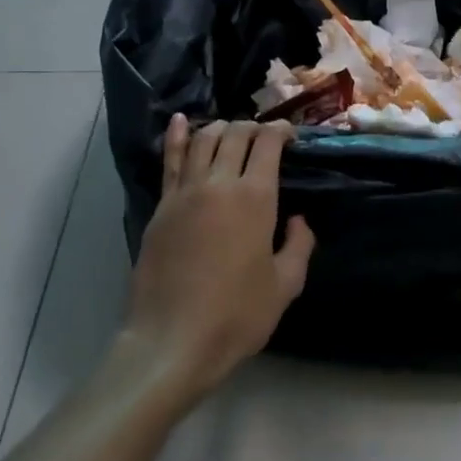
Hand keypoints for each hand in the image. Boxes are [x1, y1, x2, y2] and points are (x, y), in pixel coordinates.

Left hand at [122, 115, 314, 403]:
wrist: (172, 340)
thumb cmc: (236, 316)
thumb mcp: (285, 285)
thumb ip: (299, 246)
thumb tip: (299, 220)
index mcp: (255, 197)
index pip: (268, 143)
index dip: (281, 131)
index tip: (290, 135)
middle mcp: (219, 183)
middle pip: (235, 134)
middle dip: (253, 127)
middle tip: (264, 138)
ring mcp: (185, 192)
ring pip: (203, 140)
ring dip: (221, 128)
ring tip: (231, 132)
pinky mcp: (161, 207)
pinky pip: (171, 160)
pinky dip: (177, 136)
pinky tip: (181, 121)